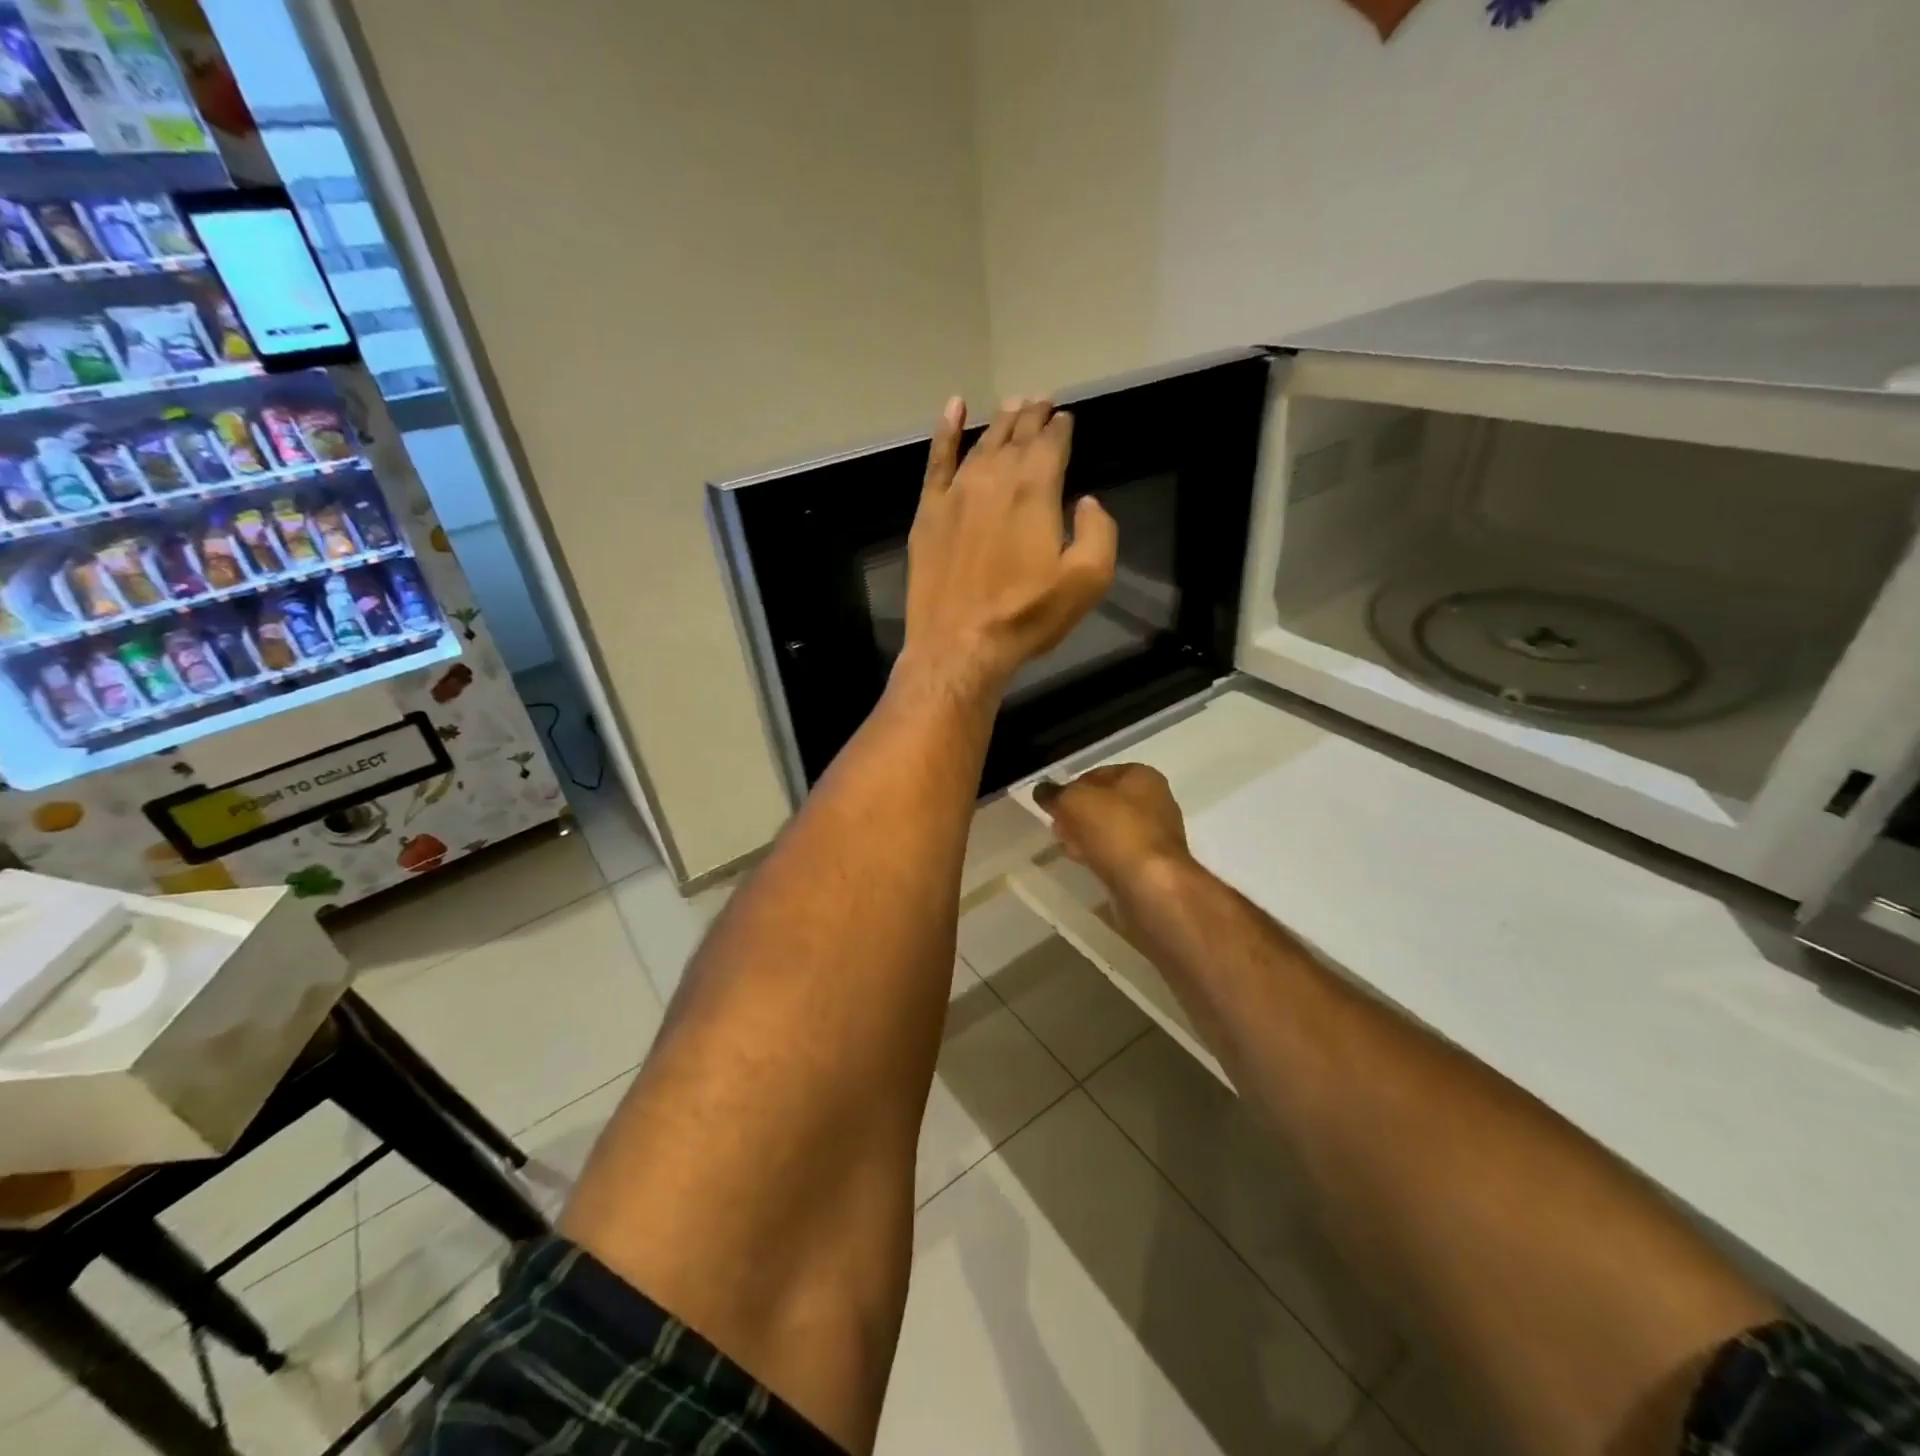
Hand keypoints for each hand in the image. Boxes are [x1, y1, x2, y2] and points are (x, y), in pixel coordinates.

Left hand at [900, 397, 1116, 702]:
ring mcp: (957, 492)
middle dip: (1033, 417)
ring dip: (1001, 422)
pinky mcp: (929, 511)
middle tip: (1042, 402)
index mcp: (1036, 489)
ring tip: (1013, 406)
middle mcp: (995, 477)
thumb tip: (1088, 502)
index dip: (1061, 428)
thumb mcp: (1087, 580)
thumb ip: (1099, 532)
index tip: (1066, 419)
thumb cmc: (1027, 615)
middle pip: (1017, 435)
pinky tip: (954, 409)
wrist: (960, 643)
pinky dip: (946, 431)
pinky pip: (937, 459)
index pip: (1052, 443)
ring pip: (983, 443)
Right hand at [1034, 763, 1193, 894]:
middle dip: (1078, 814)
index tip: (1054, 804)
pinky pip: (1118, 854)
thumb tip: (1042, 791)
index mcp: (1142, 776)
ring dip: (1087, 837)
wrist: (1150, 885)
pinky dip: (1101, 856)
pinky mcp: (1152, 865)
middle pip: (1104, 803)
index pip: (1098, 773)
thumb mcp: (1074, 801)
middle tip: (1058, 827)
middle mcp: (1155, 801)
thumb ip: (1054, 793)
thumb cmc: (1115, 829)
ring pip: (1110, 830)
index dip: (1072, 786)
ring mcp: (1155, 835)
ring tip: (1068, 847)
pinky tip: (1086, 864)